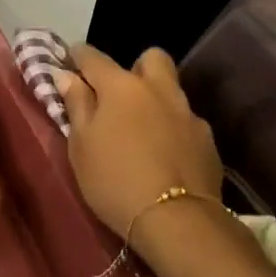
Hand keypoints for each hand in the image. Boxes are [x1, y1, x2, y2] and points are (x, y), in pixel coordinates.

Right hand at [58, 46, 223, 248]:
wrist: (177, 220)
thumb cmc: (114, 180)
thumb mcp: (81, 146)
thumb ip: (76, 105)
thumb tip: (68, 76)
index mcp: (122, 87)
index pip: (94, 57)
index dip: (79, 56)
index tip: (70, 60)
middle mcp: (158, 89)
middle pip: (151, 58)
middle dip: (134, 68)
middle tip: (119, 95)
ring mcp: (187, 113)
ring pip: (171, 90)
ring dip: (156, 99)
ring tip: (142, 129)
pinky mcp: (207, 140)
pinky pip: (186, 121)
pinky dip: (173, 129)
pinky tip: (165, 155)